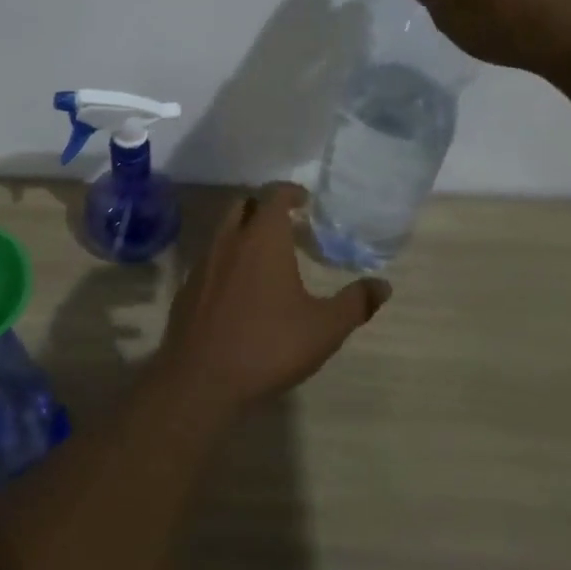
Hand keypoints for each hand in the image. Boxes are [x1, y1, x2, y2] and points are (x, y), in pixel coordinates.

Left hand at [155, 185, 388, 410]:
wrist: (201, 377)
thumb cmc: (268, 345)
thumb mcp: (324, 328)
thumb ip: (355, 303)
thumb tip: (383, 285)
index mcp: (262, 239)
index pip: (273, 195)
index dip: (290, 192)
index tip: (304, 200)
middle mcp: (229, 240)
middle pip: (243, 205)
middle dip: (264, 207)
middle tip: (287, 225)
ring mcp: (203, 262)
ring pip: (223, 230)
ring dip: (243, 232)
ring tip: (266, 256)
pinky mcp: (188, 287)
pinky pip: (210, 259)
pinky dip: (227, 259)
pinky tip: (240, 288)